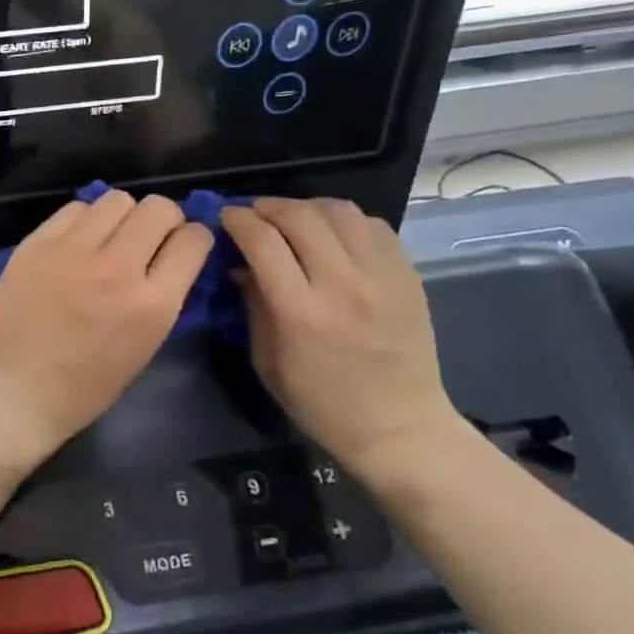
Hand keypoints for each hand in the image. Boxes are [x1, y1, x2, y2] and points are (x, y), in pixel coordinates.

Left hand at [0, 191, 214, 465]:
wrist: (13, 393)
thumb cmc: (83, 389)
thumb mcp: (143, 349)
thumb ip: (162, 300)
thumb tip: (170, 263)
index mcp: (153, 305)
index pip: (194, 239)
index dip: (193, 240)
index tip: (182, 248)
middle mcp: (118, 268)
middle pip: (158, 208)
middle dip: (163, 221)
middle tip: (148, 240)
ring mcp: (73, 251)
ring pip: (117, 199)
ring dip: (123, 217)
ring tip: (109, 239)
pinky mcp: (36, 244)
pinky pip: (75, 209)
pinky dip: (84, 220)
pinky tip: (76, 243)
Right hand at [220, 198, 462, 476]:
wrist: (400, 427)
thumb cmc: (321, 404)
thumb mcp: (268, 362)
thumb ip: (254, 306)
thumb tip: (240, 265)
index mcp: (302, 313)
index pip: (264, 242)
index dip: (238, 221)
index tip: (225, 215)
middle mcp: (344, 285)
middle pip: (300, 217)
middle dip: (268, 207)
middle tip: (252, 213)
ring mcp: (382, 277)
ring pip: (340, 212)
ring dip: (306, 207)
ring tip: (290, 218)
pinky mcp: (408, 276)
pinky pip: (373, 226)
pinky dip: (344, 220)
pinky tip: (330, 233)